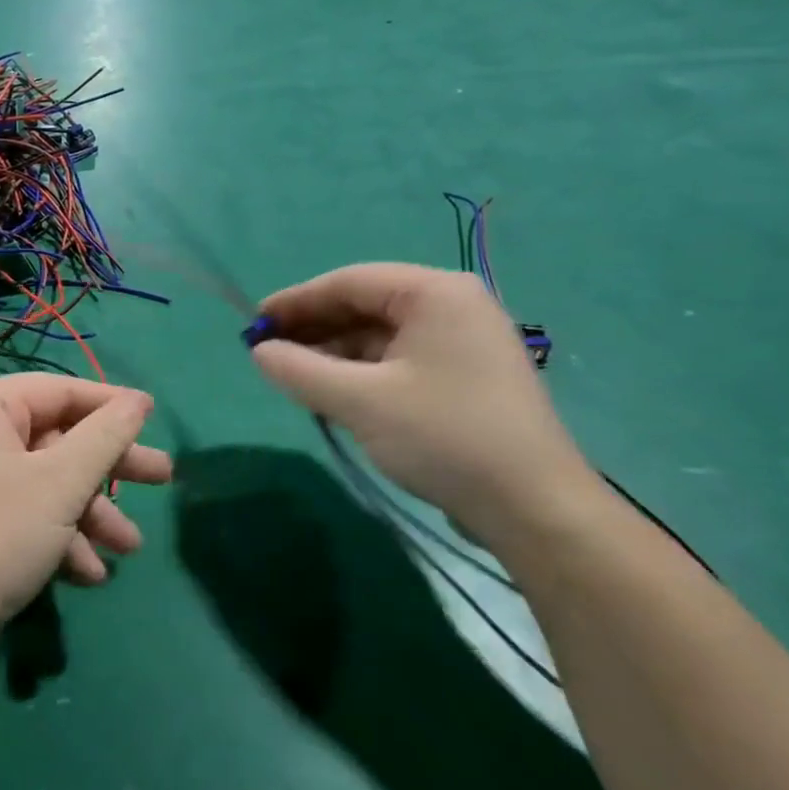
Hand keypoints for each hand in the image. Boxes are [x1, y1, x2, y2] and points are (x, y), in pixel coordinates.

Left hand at [0, 375, 169, 673]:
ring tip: (129, 547)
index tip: (155, 420)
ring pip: (48, 483)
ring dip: (90, 514)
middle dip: (110, 468)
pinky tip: (89, 574)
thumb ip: (106, 437)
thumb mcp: (61, 483)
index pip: (60, 390)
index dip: (111, 405)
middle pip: (58, 439)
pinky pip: (28, 514)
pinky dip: (60, 538)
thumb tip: (139, 400)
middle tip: (163, 478)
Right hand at [251, 264, 597, 545]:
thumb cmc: (444, 437)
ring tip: (294, 377)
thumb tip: (259, 352)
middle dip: (315, 329)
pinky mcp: (465, 378)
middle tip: (268, 352)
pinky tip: (334, 394)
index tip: (254, 323)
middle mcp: (453, 306)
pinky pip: (399, 361)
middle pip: (366, 305)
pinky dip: (362, 373)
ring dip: (335, 354)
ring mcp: (463, 343)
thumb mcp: (360, 402)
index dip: (296, 301)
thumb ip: (300, 370)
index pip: (349, 281)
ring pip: (380, 336)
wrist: (534, 508)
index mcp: (435, 293)